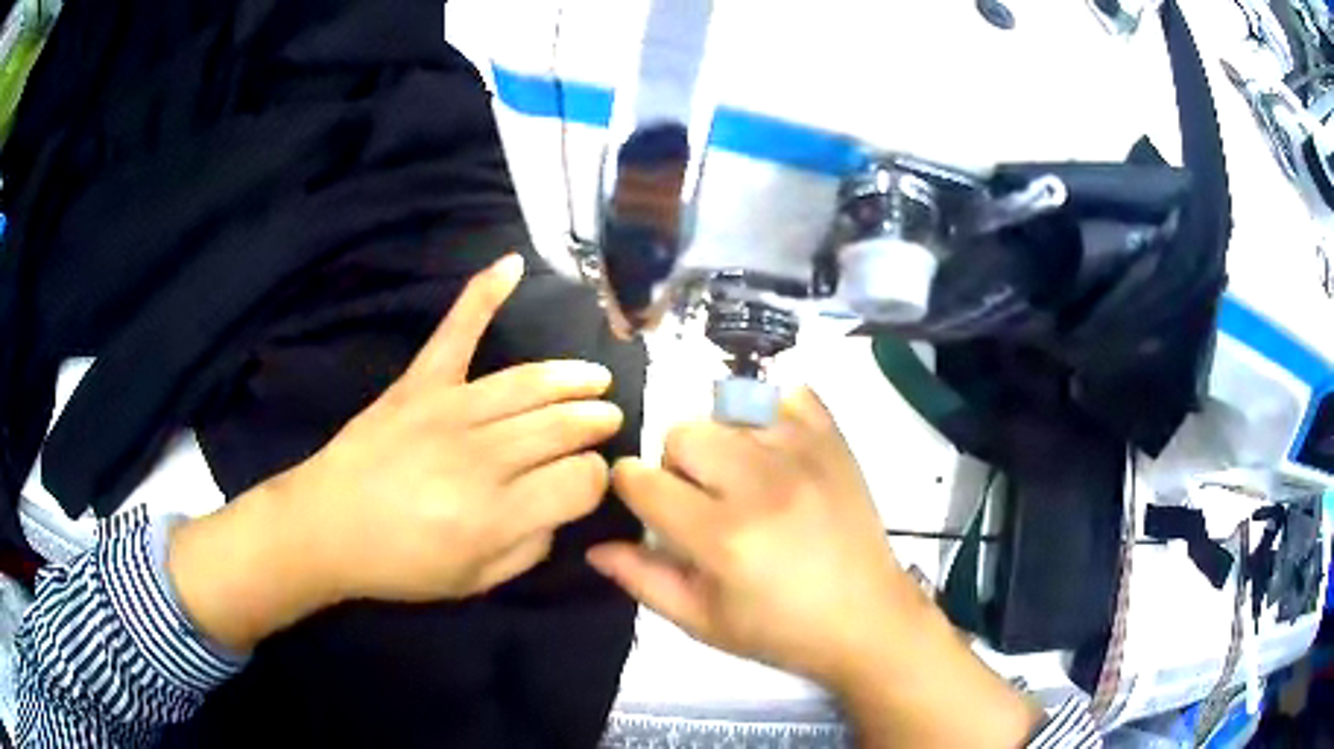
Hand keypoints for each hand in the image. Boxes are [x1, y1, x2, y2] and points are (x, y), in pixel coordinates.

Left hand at [171, 254, 622, 649]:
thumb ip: (528, 550)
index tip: (589, 480)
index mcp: (497, 515)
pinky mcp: (419, 383)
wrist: (326, 528)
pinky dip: (483, 294)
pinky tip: (512, 264)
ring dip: (572, 379)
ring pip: (529, 384)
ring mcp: (448, 410)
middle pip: (561, 426)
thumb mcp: (474, 582)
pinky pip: (456, 331)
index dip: (595, 478)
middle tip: (608, 420)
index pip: (578, 480)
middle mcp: (481, 457)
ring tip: (596, 381)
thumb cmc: (400, 565)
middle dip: (595, 422)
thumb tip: (557, 510)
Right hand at [586, 388, 916, 686]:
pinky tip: (777, 451)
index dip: (631, 489)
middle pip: (682, 432)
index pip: (642, 480)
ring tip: (742, 477)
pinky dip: (773, 414)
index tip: (646, 504)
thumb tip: (595, 545)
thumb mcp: (702, 622)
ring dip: (722, 441)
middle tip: (702, 499)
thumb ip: (643, 579)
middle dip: (676, 464)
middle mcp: (761, 483)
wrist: (867, 619)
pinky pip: (789, 394)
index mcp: (722, 537)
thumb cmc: (780, 630)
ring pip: (728, 409)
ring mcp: (804, 453)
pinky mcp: (835, 440)